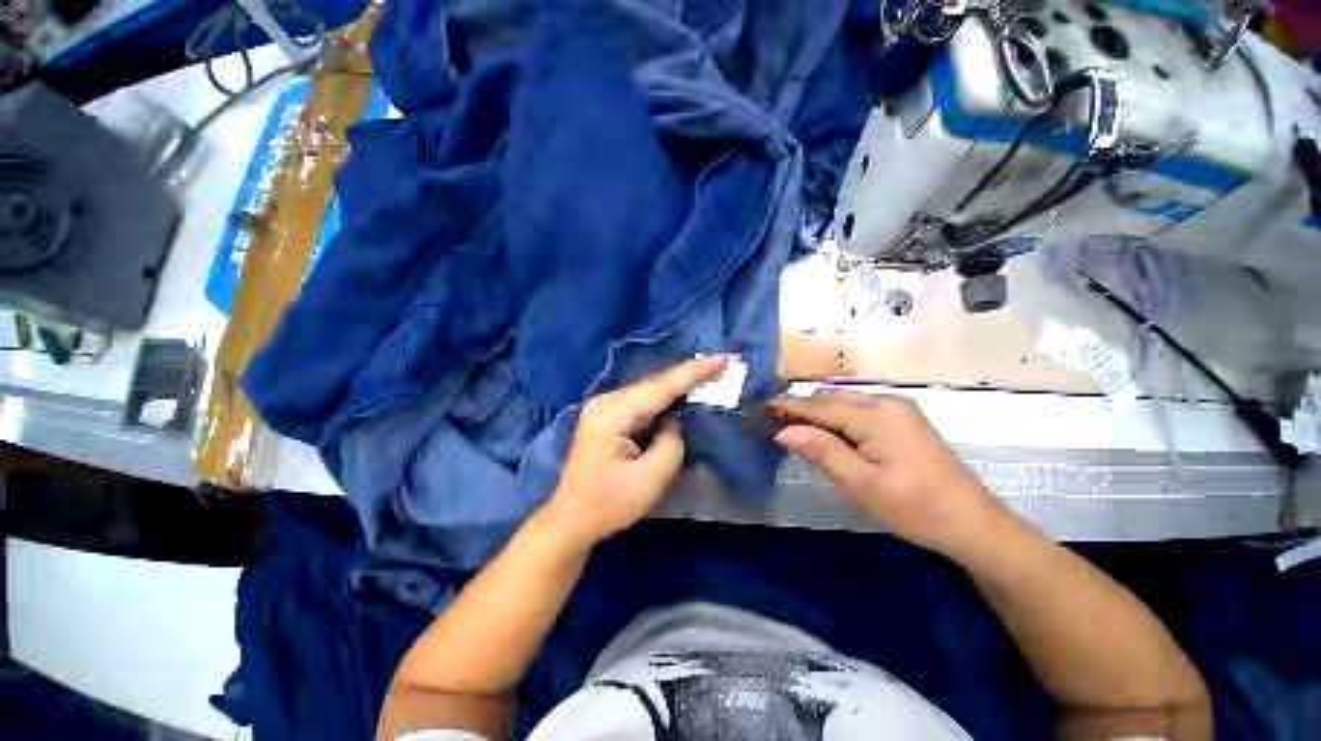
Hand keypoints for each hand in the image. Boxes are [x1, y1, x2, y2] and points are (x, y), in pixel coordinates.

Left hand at [536, 356, 729, 552]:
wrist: (570, 521)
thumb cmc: (608, 504)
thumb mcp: (650, 479)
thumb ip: (671, 443)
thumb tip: (676, 423)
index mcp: (613, 413)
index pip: (661, 387)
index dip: (694, 372)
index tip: (722, 359)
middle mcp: (606, 401)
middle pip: (654, 383)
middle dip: (689, 375)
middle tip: (721, 365)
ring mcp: (604, 407)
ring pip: (649, 391)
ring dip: (678, 385)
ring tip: (708, 374)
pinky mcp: (608, 417)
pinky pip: (643, 402)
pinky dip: (665, 399)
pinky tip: (682, 395)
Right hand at [769, 391, 1001, 553]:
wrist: (974, 524)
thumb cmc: (915, 508)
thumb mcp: (861, 483)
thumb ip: (821, 450)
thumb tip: (783, 430)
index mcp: (875, 414)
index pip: (818, 404)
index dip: (787, 405)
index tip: (759, 408)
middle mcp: (885, 401)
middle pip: (830, 399)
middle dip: (800, 409)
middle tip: (773, 424)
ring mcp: (897, 408)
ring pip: (842, 402)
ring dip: (817, 413)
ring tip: (794, 429)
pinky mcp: (902, 419)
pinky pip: (857, 410)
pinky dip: (835, 418)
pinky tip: (828, 433)